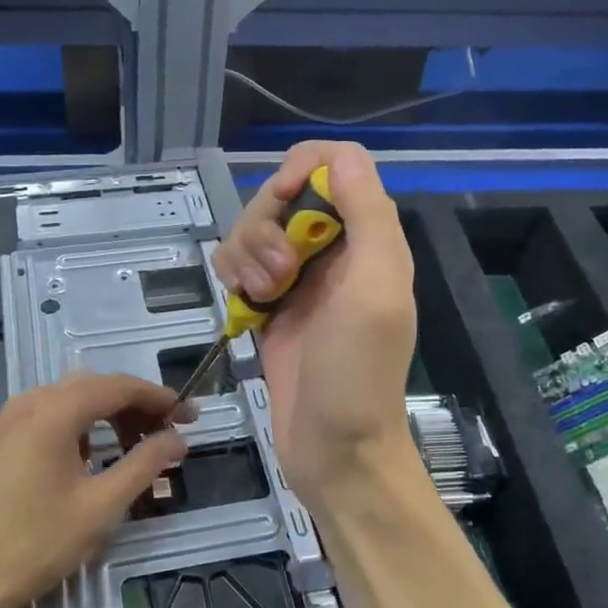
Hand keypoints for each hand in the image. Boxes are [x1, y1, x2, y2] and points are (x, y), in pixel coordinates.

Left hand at [0, 372, 191, 607]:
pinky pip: (53, 416)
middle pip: (97, 387)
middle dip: (137, 405)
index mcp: (55, 410)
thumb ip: (144, 465)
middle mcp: (32, 402)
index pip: (120, 386)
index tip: (191, 417)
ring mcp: (12, 419)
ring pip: (74, 400)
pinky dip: (84, 426)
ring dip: (111, 415)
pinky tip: (97, 455)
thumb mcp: (100, 507)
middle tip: (170, 433)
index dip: (160, 398)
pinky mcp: (2, 440)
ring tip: (140, 445)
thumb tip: (177, 440)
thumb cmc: (33, 544)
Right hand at [212, 141, 419, 514]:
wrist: (335, 450)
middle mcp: (336, 250)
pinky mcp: (269, 305)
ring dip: (246, 255)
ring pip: (254, 228)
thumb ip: (368, 217)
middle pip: (283, 194)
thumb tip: (341, 157)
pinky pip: (238, 264)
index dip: (302, 171)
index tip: (282, 205)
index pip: (337, 165)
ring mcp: (299, 278)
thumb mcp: (374, 291)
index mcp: (371, 238)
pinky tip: (246, 307)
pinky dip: (233, 277)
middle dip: (266, 226)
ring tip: (262, 298)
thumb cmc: (358, 375)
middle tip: (277, 277)